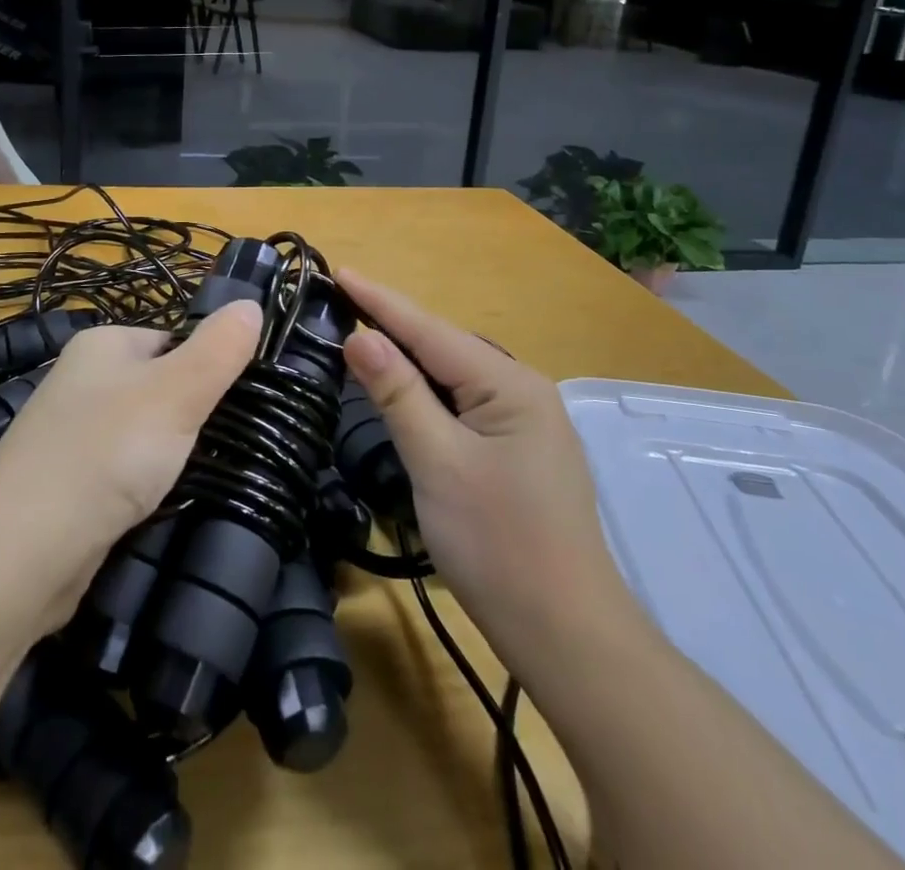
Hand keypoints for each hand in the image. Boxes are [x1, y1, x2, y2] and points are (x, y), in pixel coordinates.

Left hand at [0, 301, 262, 622]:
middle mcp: (81, 380)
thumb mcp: (177, 392)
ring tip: (199, 478)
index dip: (208, 367)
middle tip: (226, 444)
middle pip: (158, 387)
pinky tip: (160, 506)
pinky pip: (121, 473)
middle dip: (190, 416)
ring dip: (169, 455)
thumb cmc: (106, 453)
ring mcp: (69, 434)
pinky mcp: (66, 485)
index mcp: (102, 344)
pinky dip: (143, 486)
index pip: (172, 339)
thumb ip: (219, 348)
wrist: (20, 556)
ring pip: (142, 434)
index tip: (239, 403)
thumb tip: (252, 304)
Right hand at [337, 269, 638, 668]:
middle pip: (443, 347)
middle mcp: (522, 390)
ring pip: (452, 376)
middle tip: (338, 299)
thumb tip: (358, 336)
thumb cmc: (498, 546)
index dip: (379, 300)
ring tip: (359, 330)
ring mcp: (523, 422)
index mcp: (510, 385)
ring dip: (406, 357)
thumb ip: (398, 394)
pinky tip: (401, 386)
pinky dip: (425, 391)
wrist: (566, 636)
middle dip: (391, 323)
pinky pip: (462, 403)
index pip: (430, 331)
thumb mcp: (438, 463)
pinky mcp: (515, 450)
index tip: (338, 269)